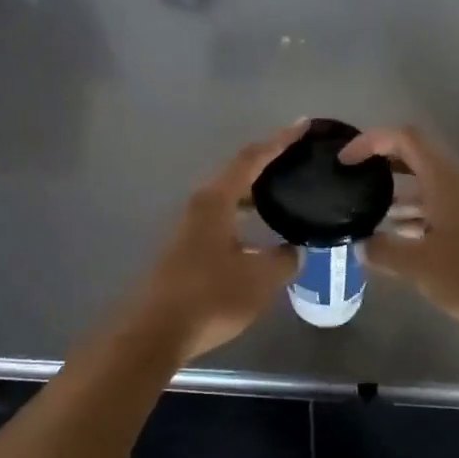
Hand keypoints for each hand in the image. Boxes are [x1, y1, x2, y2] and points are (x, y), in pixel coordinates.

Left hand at [123, 125, 304, 360]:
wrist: (155, 332)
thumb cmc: (209, 297)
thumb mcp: (259, 279)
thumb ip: (283, 259)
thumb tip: (294, 250)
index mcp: (216, 200)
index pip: (252, 158)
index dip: (279, 141)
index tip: (303, 126)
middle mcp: (200, 205)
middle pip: (238, 174)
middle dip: (269, 164)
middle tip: (299, 160)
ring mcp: (190, 226)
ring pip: (229, 198)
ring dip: (256, 193)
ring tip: (286, 193)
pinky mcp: (187, 247)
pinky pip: (223, 218)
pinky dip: (245, 215)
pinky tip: (260, 234)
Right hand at [341, 125, 458, 331]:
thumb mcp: (420, 266)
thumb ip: (385, 252)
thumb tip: (361, 245)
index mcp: (443, 180)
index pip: (404, 138)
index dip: (371, 141)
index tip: (346, 161)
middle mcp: (457, 184)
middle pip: (415, 158)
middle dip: (382, 166)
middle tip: (354, 182)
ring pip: (427, 188)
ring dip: (398, 195)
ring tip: (370, 215)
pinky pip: (439, 210)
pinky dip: (416, 218)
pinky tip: (401, 241)